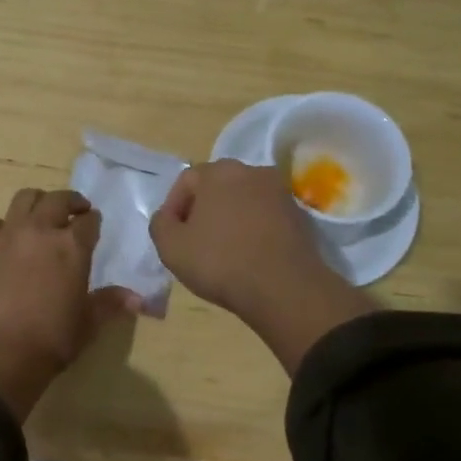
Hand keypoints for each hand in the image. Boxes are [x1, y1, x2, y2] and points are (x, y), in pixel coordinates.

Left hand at [0, 188, 139, 421]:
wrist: (0, 352)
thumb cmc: (52, 340)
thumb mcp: (88, 323)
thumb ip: (110, 303)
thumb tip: (138, 299)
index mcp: (73, 247)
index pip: (89, 221)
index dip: (93, 221)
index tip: (94, 225)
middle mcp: (41, 231)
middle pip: (58, 199)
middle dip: (71, 202)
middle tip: (75, 211)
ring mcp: (9, 235)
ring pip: (24, 198)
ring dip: (37, 202)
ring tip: (41, 215)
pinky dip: (2, 225)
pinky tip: (6, 239)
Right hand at [150, 160, 375, 372]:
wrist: (284, 289)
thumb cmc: (220, 262)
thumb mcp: (170, 247)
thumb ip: (160, 224)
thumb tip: (168, 217)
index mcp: (220, 171)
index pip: (186, 181)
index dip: (173, 207)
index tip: (171, 235)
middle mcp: (253, 171)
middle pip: (217, 187)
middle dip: (202, 210)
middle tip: (194, 241)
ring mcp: (280, 192)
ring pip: (243, 201)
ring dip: (230, 219)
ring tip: (222, 250)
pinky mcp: (300, 215)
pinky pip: (265, 217)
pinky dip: (253, 230)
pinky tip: (248, 256)